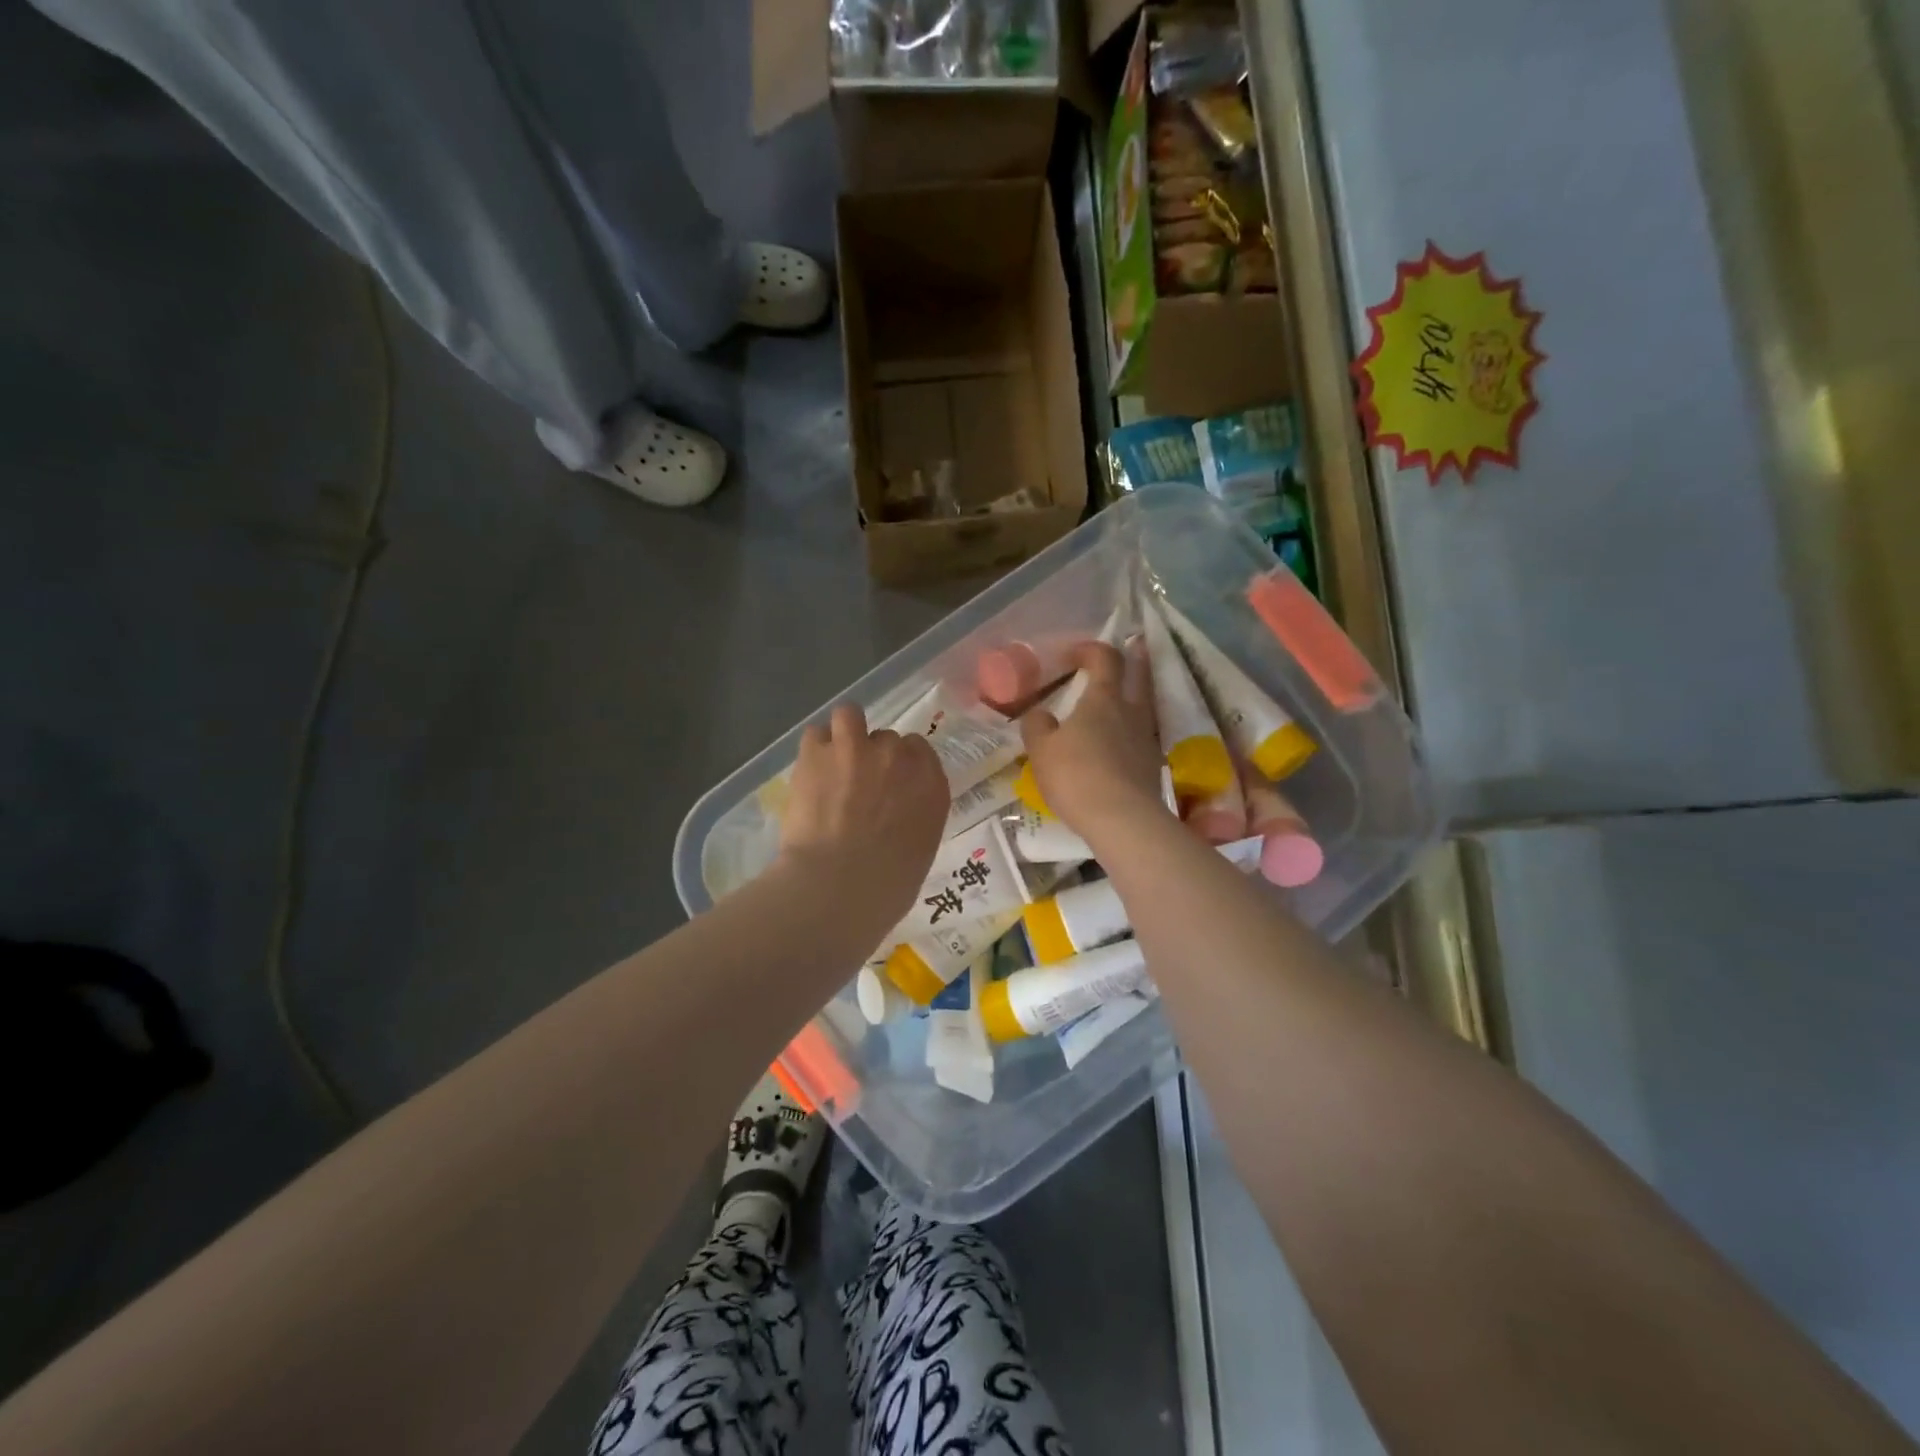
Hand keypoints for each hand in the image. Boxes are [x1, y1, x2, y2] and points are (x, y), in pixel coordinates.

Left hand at [778, 704, 947, 916]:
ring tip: (831, 760)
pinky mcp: (818, 753)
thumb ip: (913, 821)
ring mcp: (858, 749)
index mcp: (931, 786)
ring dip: (843, 734)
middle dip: (872, 756)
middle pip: (886, 739)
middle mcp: (899, 758)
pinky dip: (813, 750)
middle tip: (855, 785)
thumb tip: (895, 820)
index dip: (902, 765)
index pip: (920, 752)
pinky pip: (816, 734)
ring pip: (850, 716)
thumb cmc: (886, 887)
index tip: (889, 784)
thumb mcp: (918, 853)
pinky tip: (809, 772)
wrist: (839, 885)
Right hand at [1020, 640, 1165, 843]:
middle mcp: (1131, 711)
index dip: (1090, 649)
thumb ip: (1037, 725)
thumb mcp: (1041, 750)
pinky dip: (1132, 731)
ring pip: (1145, 706)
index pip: (1104, 658)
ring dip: (1136, 696)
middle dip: (1136, 658)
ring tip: (1122, 700)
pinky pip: (1142, 737)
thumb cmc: (1076, 775)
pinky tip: (1121, 743)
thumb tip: (1040, 713)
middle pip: (1140, 675)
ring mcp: (1146, 738)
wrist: (1122, 820)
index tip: (1073, 654)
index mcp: (1103, 699)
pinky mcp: (1152, 765)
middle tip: (1135, 646)